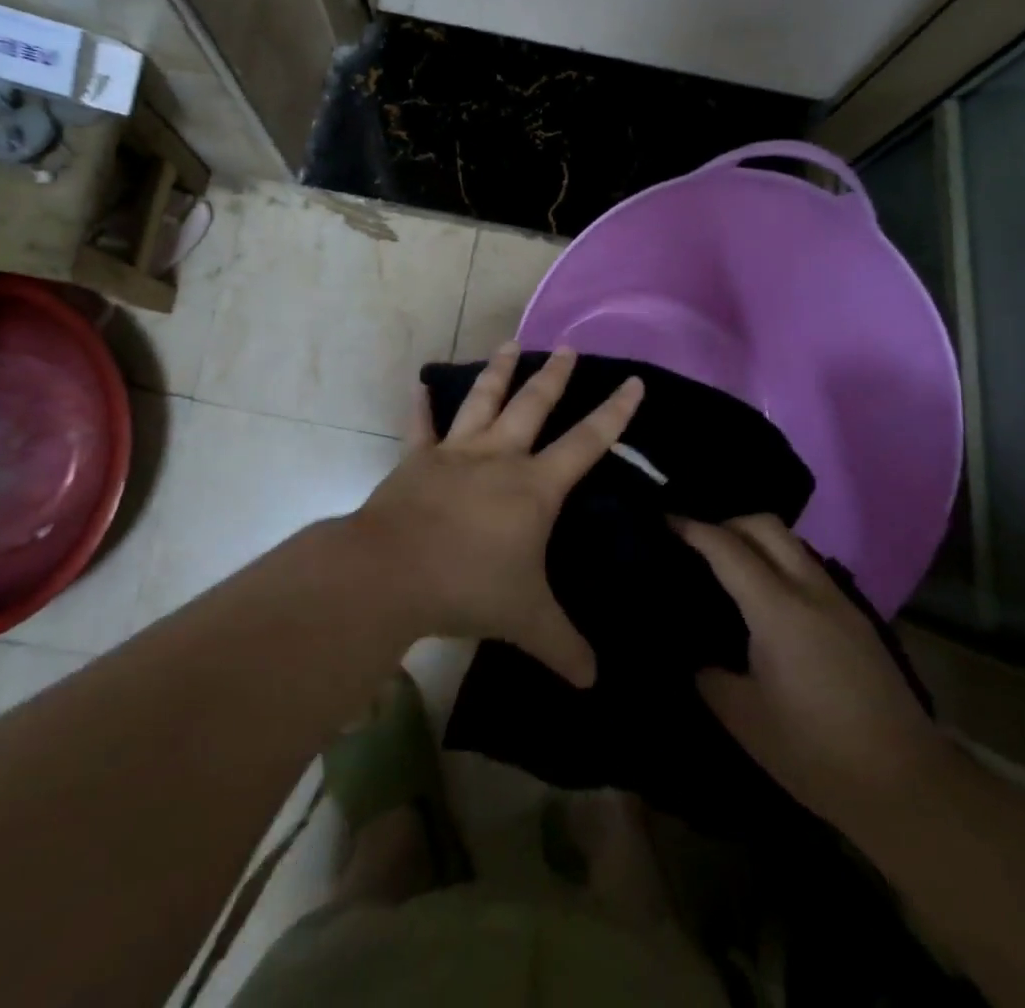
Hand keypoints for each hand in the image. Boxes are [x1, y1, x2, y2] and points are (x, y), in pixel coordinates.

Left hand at [356, 344, 643, 686]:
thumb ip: (564, 646)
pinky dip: (420, 405)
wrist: (392, 572)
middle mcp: (499, 457)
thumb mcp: (526, 621)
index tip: (633, 381)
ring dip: (499, 372)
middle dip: (555, 376)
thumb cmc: (468, 587)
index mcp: (534, 486)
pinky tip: (418, 384)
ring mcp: (455, 453)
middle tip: (568, 347)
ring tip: (511, 343)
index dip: (614, 413)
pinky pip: (421, 426)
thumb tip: (594, 681)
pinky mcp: (417, 460)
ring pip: (482, 400)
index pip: (587, 442)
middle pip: (534, 405)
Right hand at [675, 515, 944, 832]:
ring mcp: (840, 600)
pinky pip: (809, 568)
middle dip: (726, 522)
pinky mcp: (857, 618)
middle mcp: (810, 590)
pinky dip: (780, 563)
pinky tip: (767, 599)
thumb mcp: (744, 719)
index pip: (727, 548)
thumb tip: (700, 658)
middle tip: (696, 543)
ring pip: (792, 543)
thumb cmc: (815, 753)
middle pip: (765, 525)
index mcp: (778, 609)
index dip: (692, 529)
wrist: (907, 785)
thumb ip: (711, 677)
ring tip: (729, 566)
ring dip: (757, 541)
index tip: (664, 521)